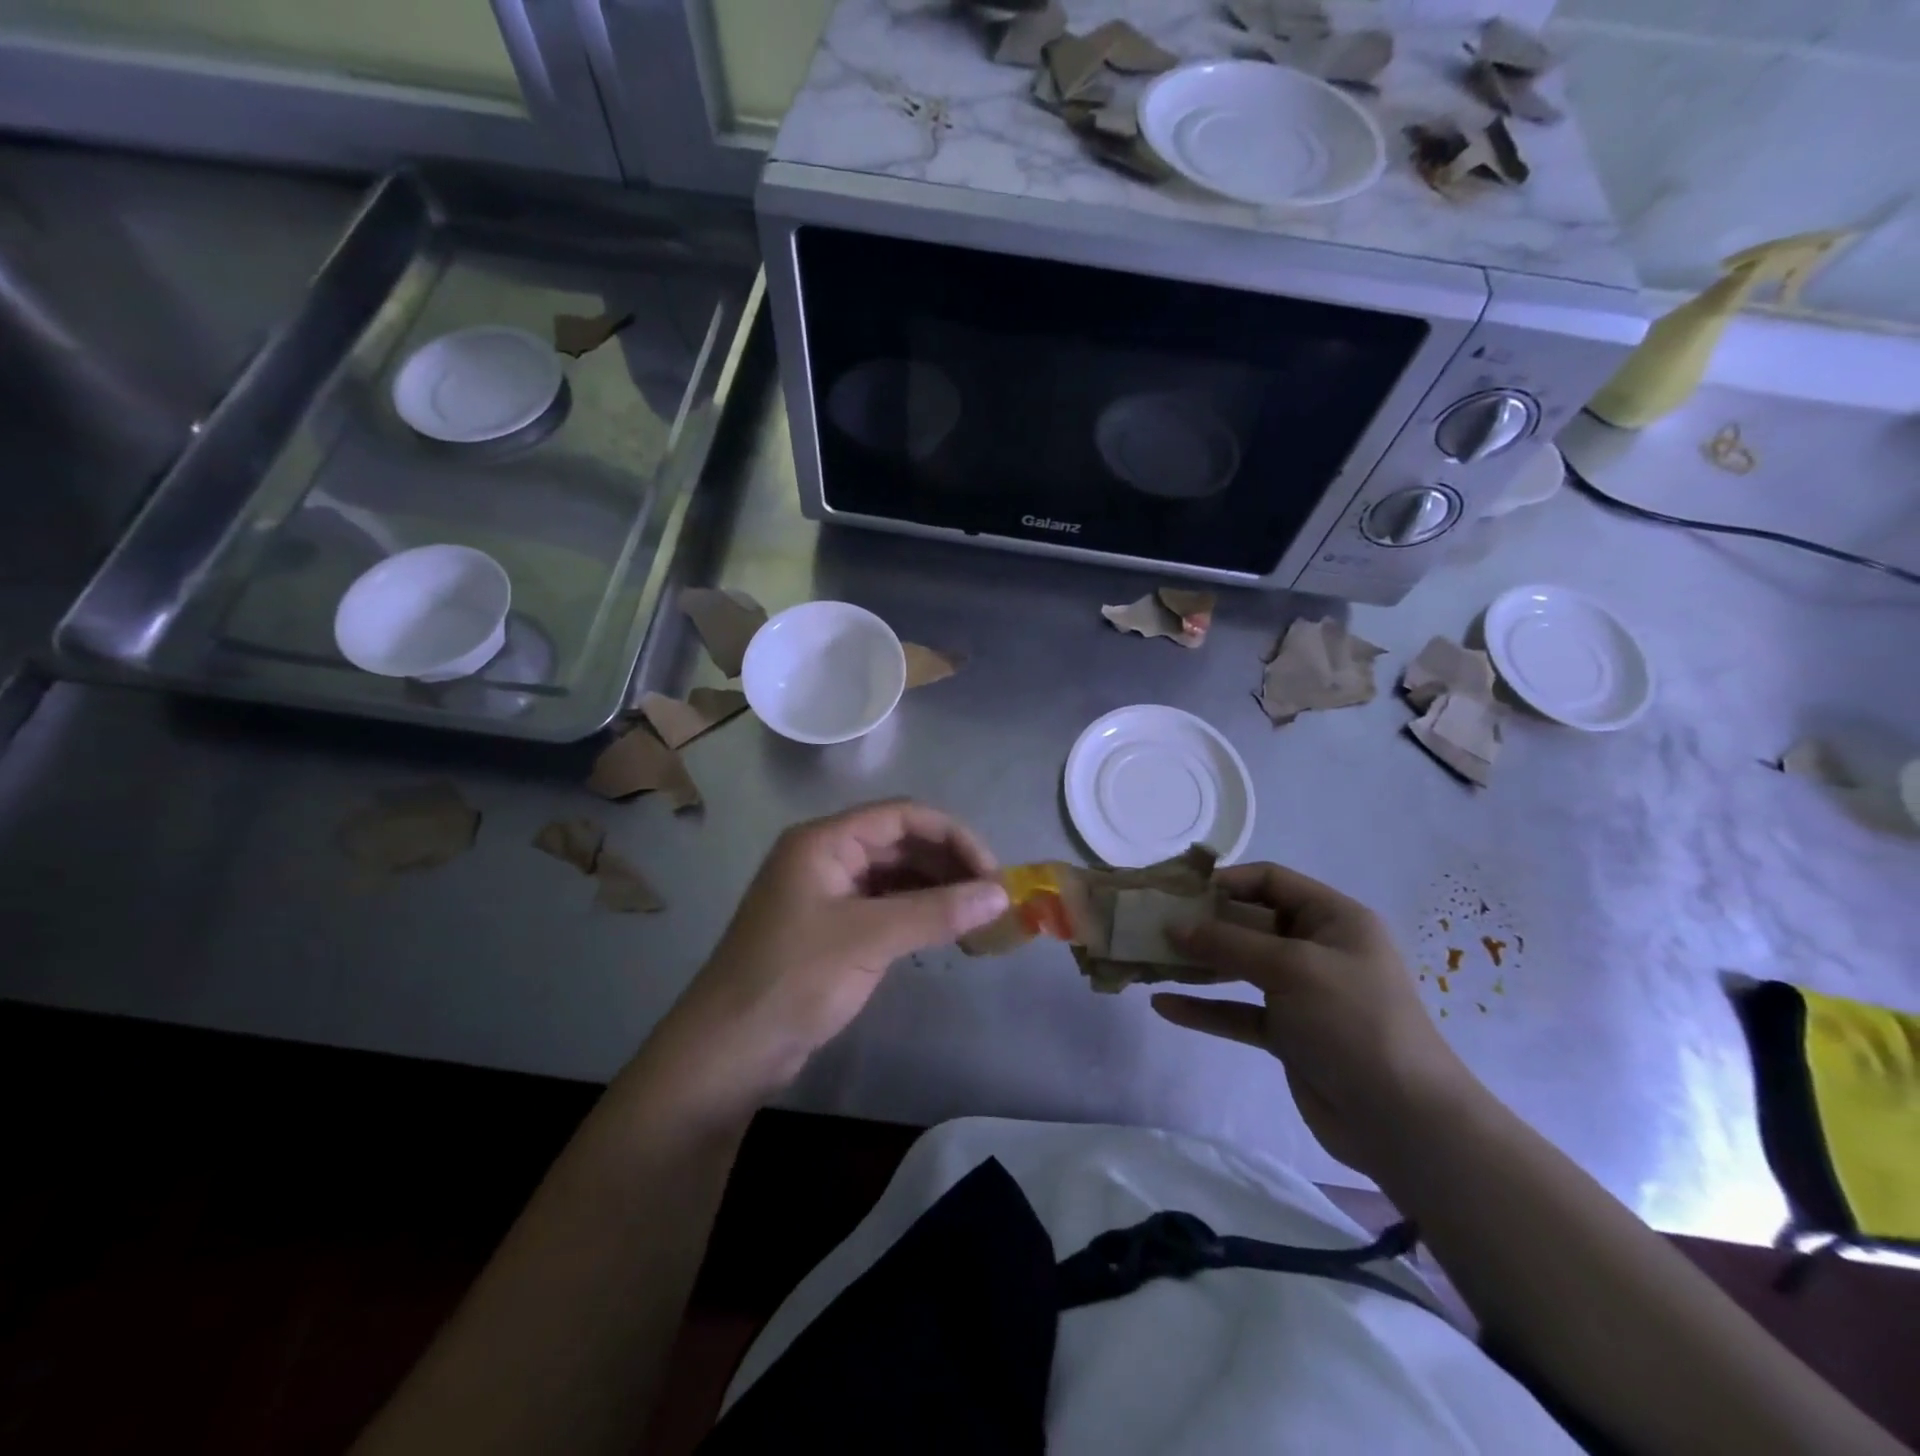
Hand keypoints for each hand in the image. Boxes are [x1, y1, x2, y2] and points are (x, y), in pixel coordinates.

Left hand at [646, 800, 1007, 1115]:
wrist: (728, 1051)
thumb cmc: (794, 979)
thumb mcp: (870, 938)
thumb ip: (937, 912)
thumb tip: (1001, 894)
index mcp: (824, 840)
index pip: (902, 816)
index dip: (953, 837)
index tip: (992, 873)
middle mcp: (825, 856)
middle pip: (900, 843)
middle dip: (948, 865)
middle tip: (991, 900)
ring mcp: (827, 893)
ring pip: (895, 876)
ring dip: (936, 891)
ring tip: (977, 919)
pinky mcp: (831, 928)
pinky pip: (884, 906)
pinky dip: (917, 914)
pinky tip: (945, 933)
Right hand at [1152, 862, 1481, 1176]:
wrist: (1403, 1120)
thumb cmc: (1353, 1021)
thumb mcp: (1292, 968)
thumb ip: (1229, 943)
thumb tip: (1174, 926)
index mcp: (1334, 919)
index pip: (1272, 882)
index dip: (1227, 881)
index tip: (1179, 891)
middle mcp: (1318, 949)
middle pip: (1250, 924)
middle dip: (1204, 925)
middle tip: (1154, 925)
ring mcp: (1303, 994)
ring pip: (1241, 968)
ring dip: (1199, 965)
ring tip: (1152, 960)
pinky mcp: (1289, 1035)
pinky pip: (1239, 1012)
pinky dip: (1206, 1009)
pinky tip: (1165, 1007)